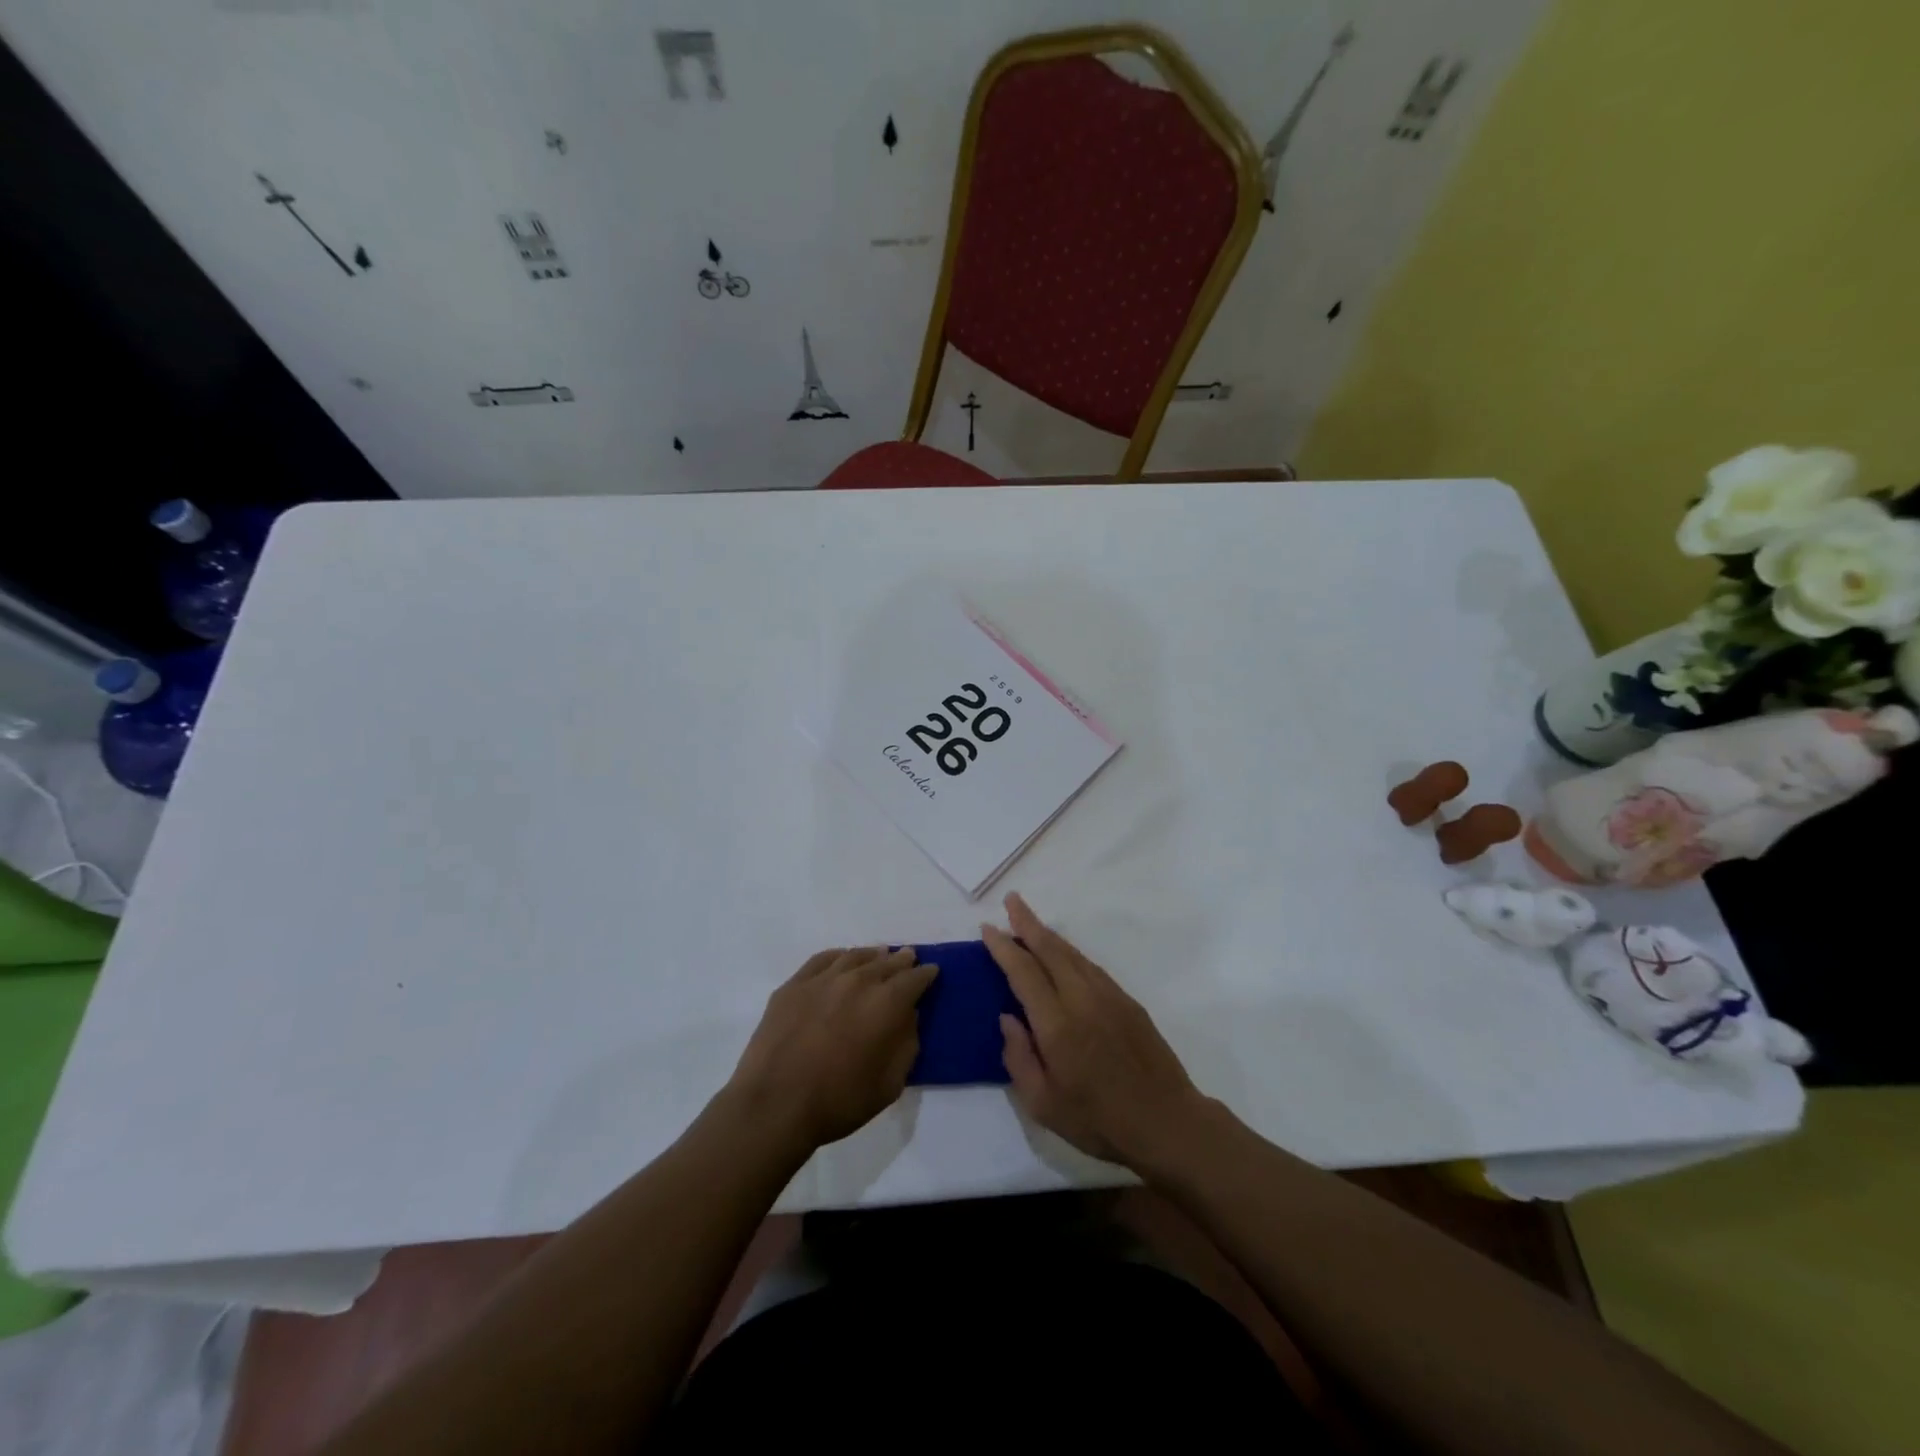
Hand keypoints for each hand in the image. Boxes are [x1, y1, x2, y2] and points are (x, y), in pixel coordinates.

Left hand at [727, 946, 936, 1150]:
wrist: (775, 1104)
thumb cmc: (839, 1101)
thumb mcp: (890, 1084)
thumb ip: (906, 1044)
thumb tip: (908, 1017)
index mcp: (887, 1003)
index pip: (914, 978)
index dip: (926, 974)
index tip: (931, 972)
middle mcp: (858, 981)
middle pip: (886, 962)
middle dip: (901, 961)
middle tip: (908, 958)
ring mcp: (823, 979)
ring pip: (855, 956)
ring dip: (872, 956)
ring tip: (879, 955)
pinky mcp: (794, 985)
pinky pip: (823, 960)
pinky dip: (839, 957)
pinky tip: (841, 960)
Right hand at [984, 894, 1210, 1167]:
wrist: (1167, 1122)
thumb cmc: (1099, 1121)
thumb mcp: (1043, 1105)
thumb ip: (1019, 1058)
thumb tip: (1007, 1017)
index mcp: (1057, 1024)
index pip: (1024, 973)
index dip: (1004, 948)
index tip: (988, 929)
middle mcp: (1082, 999)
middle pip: (1050, 949)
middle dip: (1027, 922)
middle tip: (1011, 901)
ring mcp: (1108, 996)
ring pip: (1072, 953)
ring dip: (1049, 934)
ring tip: (1030, 921)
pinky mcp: (1127, 1001)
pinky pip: (1091, 966)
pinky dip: (1071, 952)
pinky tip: (1064, 953)